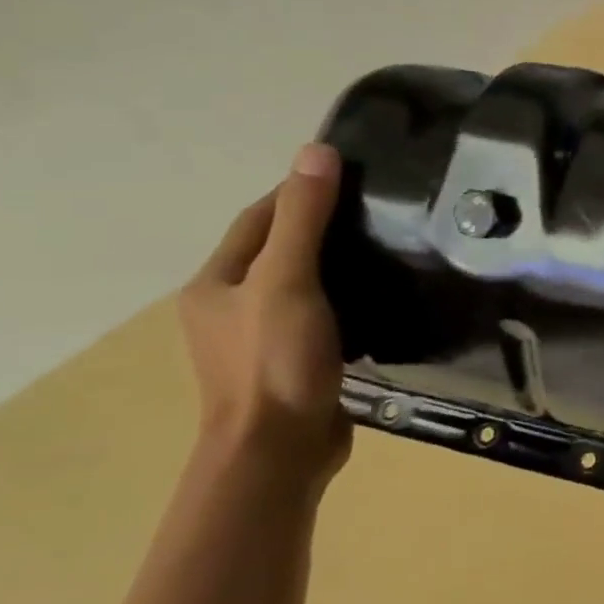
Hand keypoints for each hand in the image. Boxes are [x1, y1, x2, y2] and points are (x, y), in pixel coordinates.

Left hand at [180, 143, 350, 484]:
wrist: (281, 451)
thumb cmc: (275, 360)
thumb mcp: (287, 280)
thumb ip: (303, 218)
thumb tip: (317, 151)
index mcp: (215, 284)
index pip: (259, 218)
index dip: (298, 192)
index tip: (351, 177)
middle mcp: (230, 308)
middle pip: (279, 250)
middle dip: (322, 227)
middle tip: (380, 214)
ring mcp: (261, 340)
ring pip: (302, 285)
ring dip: (337, 265)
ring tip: (387, 251)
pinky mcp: (294, 364)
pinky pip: (320, 317)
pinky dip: (346, 300)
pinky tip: (380, 300)